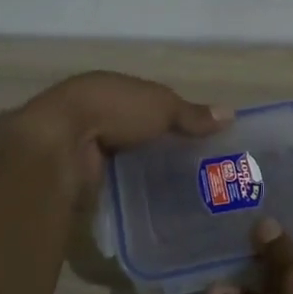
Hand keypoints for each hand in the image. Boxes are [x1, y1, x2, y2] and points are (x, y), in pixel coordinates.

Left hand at [16, 70, 228, 189]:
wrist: (62, 141)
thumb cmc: (114, 109)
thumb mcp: (162, 106)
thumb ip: (192, 114)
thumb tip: (231, 114)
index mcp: (113, 88)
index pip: (148, 103)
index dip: (172, 118)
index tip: (200, 139)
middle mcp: (97, 115)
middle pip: (136, 132)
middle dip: (159, 148)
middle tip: (197, 171)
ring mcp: (85, 147)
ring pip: (124, 159)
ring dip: (143, 171)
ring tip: (183, 193)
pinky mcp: (81, 176)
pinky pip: (113, 182)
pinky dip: (130, 191)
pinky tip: (155, 205)